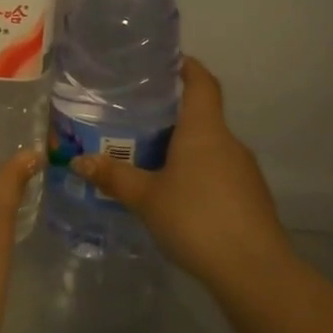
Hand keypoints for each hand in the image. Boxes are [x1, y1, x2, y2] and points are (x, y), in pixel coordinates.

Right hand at [73, 57, 294, 300]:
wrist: (254, 271)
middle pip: (202, 116)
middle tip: (137, 121)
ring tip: (150, 161)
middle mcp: (228, 142)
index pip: (202, 82)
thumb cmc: (196, 218)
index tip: (168, 61)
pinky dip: (197, 175)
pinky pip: (218, 174)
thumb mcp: (146, 198)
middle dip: (173, 116)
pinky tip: (177, 197)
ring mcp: (244, 171)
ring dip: (184, 149)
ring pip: (210, 148)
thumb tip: (79, 160)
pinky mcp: (251, 198)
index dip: (188, 67)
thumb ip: (114, 177)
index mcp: (204, 130)